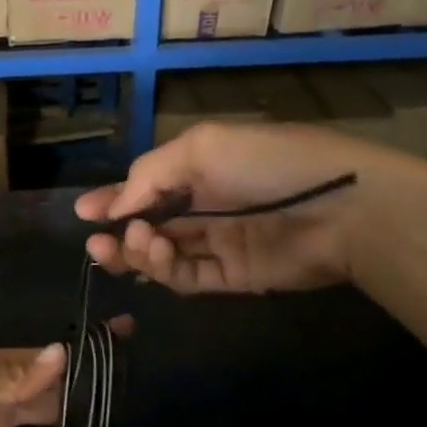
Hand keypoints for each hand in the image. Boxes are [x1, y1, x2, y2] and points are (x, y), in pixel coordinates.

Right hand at [76, 121, 424, 294]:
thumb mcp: (203, 148)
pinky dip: (165, 270)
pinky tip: (155, 254)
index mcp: (201, 168)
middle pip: (150, 225)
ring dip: (137, 251)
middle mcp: (207, 206)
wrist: (343, 207)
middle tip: (97, 241)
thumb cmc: (268, 163)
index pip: (148, 187)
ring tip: (131, 242)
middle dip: (119, 232)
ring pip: (164, 255)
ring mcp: (221, 244)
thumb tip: (116, 206)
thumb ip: (152, 174)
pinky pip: (188, 278)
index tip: (83, 212)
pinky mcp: (235, 277)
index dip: (115, 199)